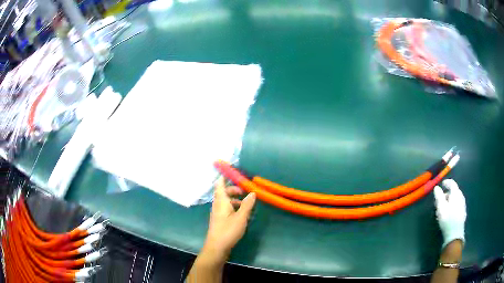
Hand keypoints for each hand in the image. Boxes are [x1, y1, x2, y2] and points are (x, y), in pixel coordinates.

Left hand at [201, 176, 255, 263]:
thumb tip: (252, 192)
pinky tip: (241, 215)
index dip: (224, 176)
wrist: (217, 247)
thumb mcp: (241, 217)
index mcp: (221, 201)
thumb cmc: (228, 230)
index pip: (220, 184)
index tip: (231, 170)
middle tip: (244, 191)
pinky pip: (226, 209)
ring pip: (225, 201)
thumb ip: (247, 204)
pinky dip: (233, 207)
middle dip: (233, 189)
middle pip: (223, 192)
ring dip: (234, 199)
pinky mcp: (219, 220)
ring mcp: (217, 213)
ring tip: (246, 204)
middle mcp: (217, 205)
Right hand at [433, 179, 465, 248]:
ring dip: (450, 200)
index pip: (452, 183)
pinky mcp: (463, 212)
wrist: (455, 234)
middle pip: (454, 191)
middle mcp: (461, 196)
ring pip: (456, 198)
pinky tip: (449, 212)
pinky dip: (453, 205)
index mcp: (456, 193)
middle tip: (440, 199)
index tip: (442, 184)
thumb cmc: (447, 219)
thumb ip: (439, 196)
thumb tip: (436, 187)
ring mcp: (463, 204)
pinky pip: (458, 204)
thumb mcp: (441, 208)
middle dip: (447, 193)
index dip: (447, 182)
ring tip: (444, 207)